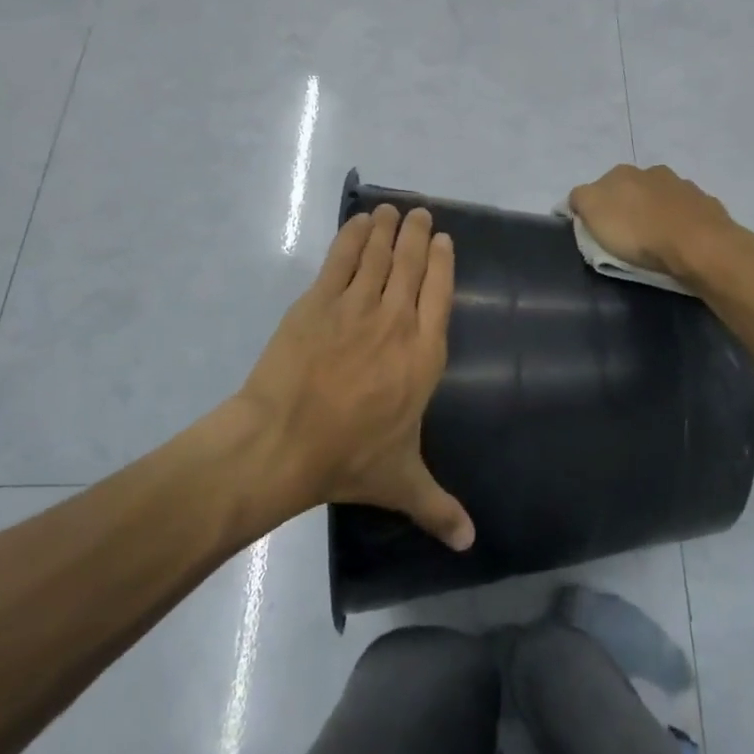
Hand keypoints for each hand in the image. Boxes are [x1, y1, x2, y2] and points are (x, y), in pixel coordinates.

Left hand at [239, 205, 474, 550]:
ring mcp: (356, 306)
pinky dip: (352, 236)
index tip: (442, 241)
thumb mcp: (402, 482)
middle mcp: (396, 321)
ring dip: (388, 228)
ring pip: (379, 255)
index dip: (442, 263)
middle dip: (417, 235)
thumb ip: (438, 506)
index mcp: (424, 354)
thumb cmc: (349, 458)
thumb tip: (471, 544)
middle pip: (411, 265)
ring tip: (392, 210)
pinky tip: (358, 221)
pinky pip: (342, 258)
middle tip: (419, 214)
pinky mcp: (318, 301)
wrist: (282, 442)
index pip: (440, 294)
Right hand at [566, 164, 740, 280]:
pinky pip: (686, 214)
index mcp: (622, 172)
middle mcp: (653, 172)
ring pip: (661, 199)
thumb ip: (580, 199)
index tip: (596, 232)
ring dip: (656, 214)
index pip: (598, 187)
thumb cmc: (638, 232)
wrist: (699, 246)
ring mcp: (684, 187)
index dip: (595, 209)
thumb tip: (577, 199)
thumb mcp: (593, 214)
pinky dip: (679, 224)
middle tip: (625, 238)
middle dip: (627, 208)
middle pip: (631, 190)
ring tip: (654, 241)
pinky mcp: (706, 206)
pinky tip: (679, 242)